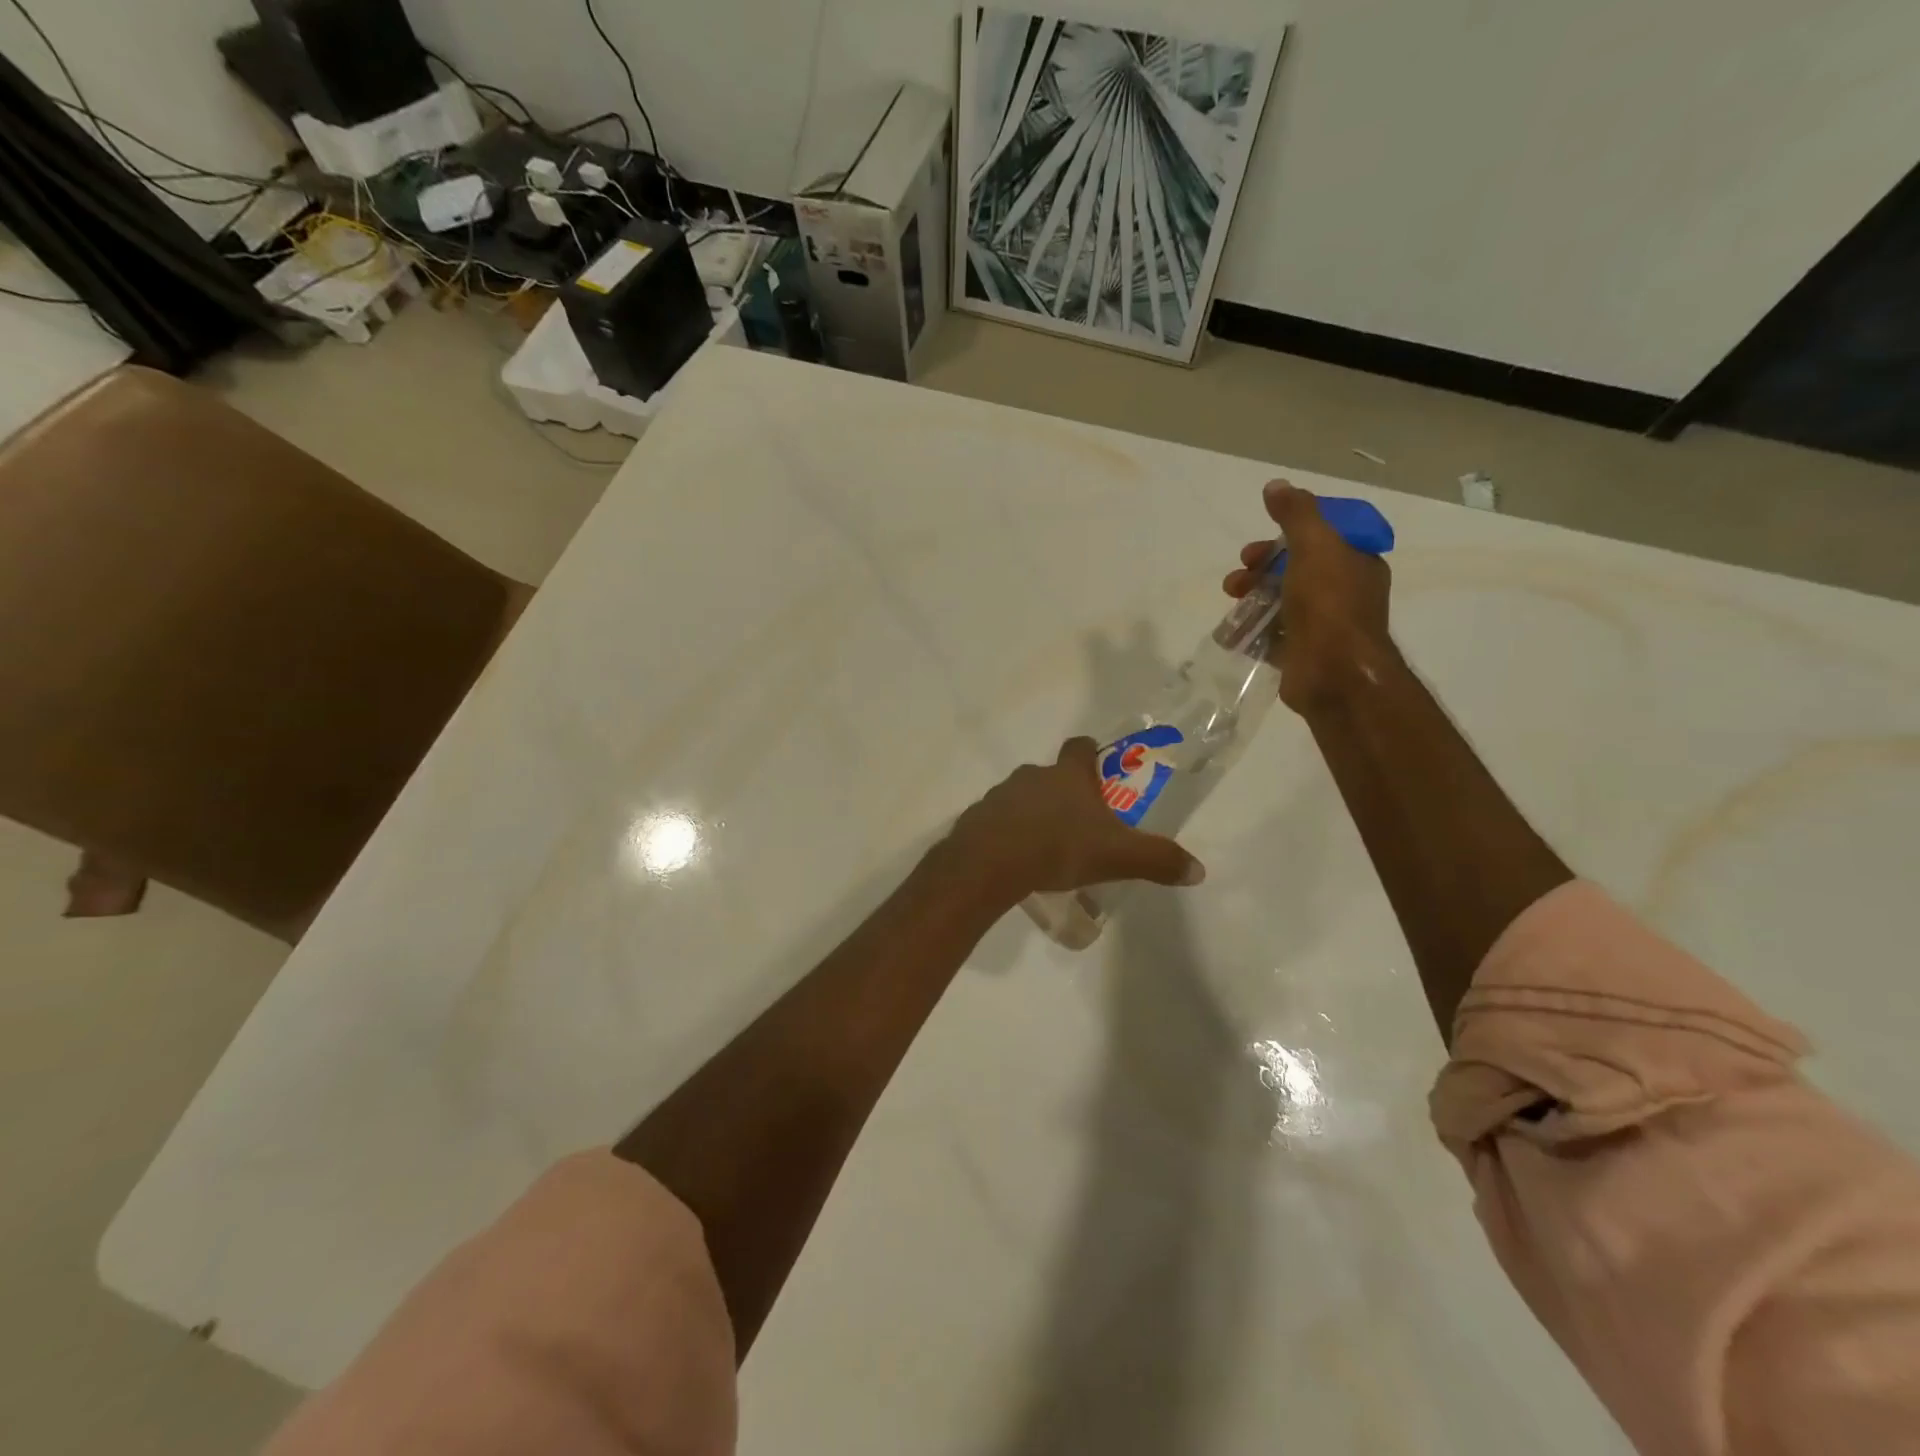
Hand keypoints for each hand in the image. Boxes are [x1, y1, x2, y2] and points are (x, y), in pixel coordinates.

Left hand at [938, 738, 1205, 908]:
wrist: (990, 863)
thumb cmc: (1058, 848)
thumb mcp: (1117, 857)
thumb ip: (1158, 860)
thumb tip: (1198, 870)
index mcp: (1068, 776)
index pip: (1080, 747)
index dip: (1090, 754)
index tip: (1097, 767)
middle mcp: (1032, 776)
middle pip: (1050, 774)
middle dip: (1064, 793)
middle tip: (1078, 823)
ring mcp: (1000, 795)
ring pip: (1022, 797)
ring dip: (1034, 814)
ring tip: (1046, 847)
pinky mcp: (977, 819)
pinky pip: (997, 821)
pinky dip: (1008, 834)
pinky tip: (1016, 860)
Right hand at [1222, 480, 1394, 713]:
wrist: (1333, 673)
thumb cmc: (1329, 604)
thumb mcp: (1314, 546)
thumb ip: (1296, 514)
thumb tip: (1276, 485)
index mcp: (1355, 562)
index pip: (1322, 537)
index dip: (1290, 533)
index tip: (1265, 536)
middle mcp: (1342, 591)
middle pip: (1295, 568)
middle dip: (1262, 565)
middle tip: (1242, 568)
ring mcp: (1322, 624)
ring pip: (1280, 599)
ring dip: (1251, 594)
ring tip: (1231, 598)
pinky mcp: (1300, 652)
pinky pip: (1270, 634)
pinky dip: (1249, 629)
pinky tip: (1231, 630)